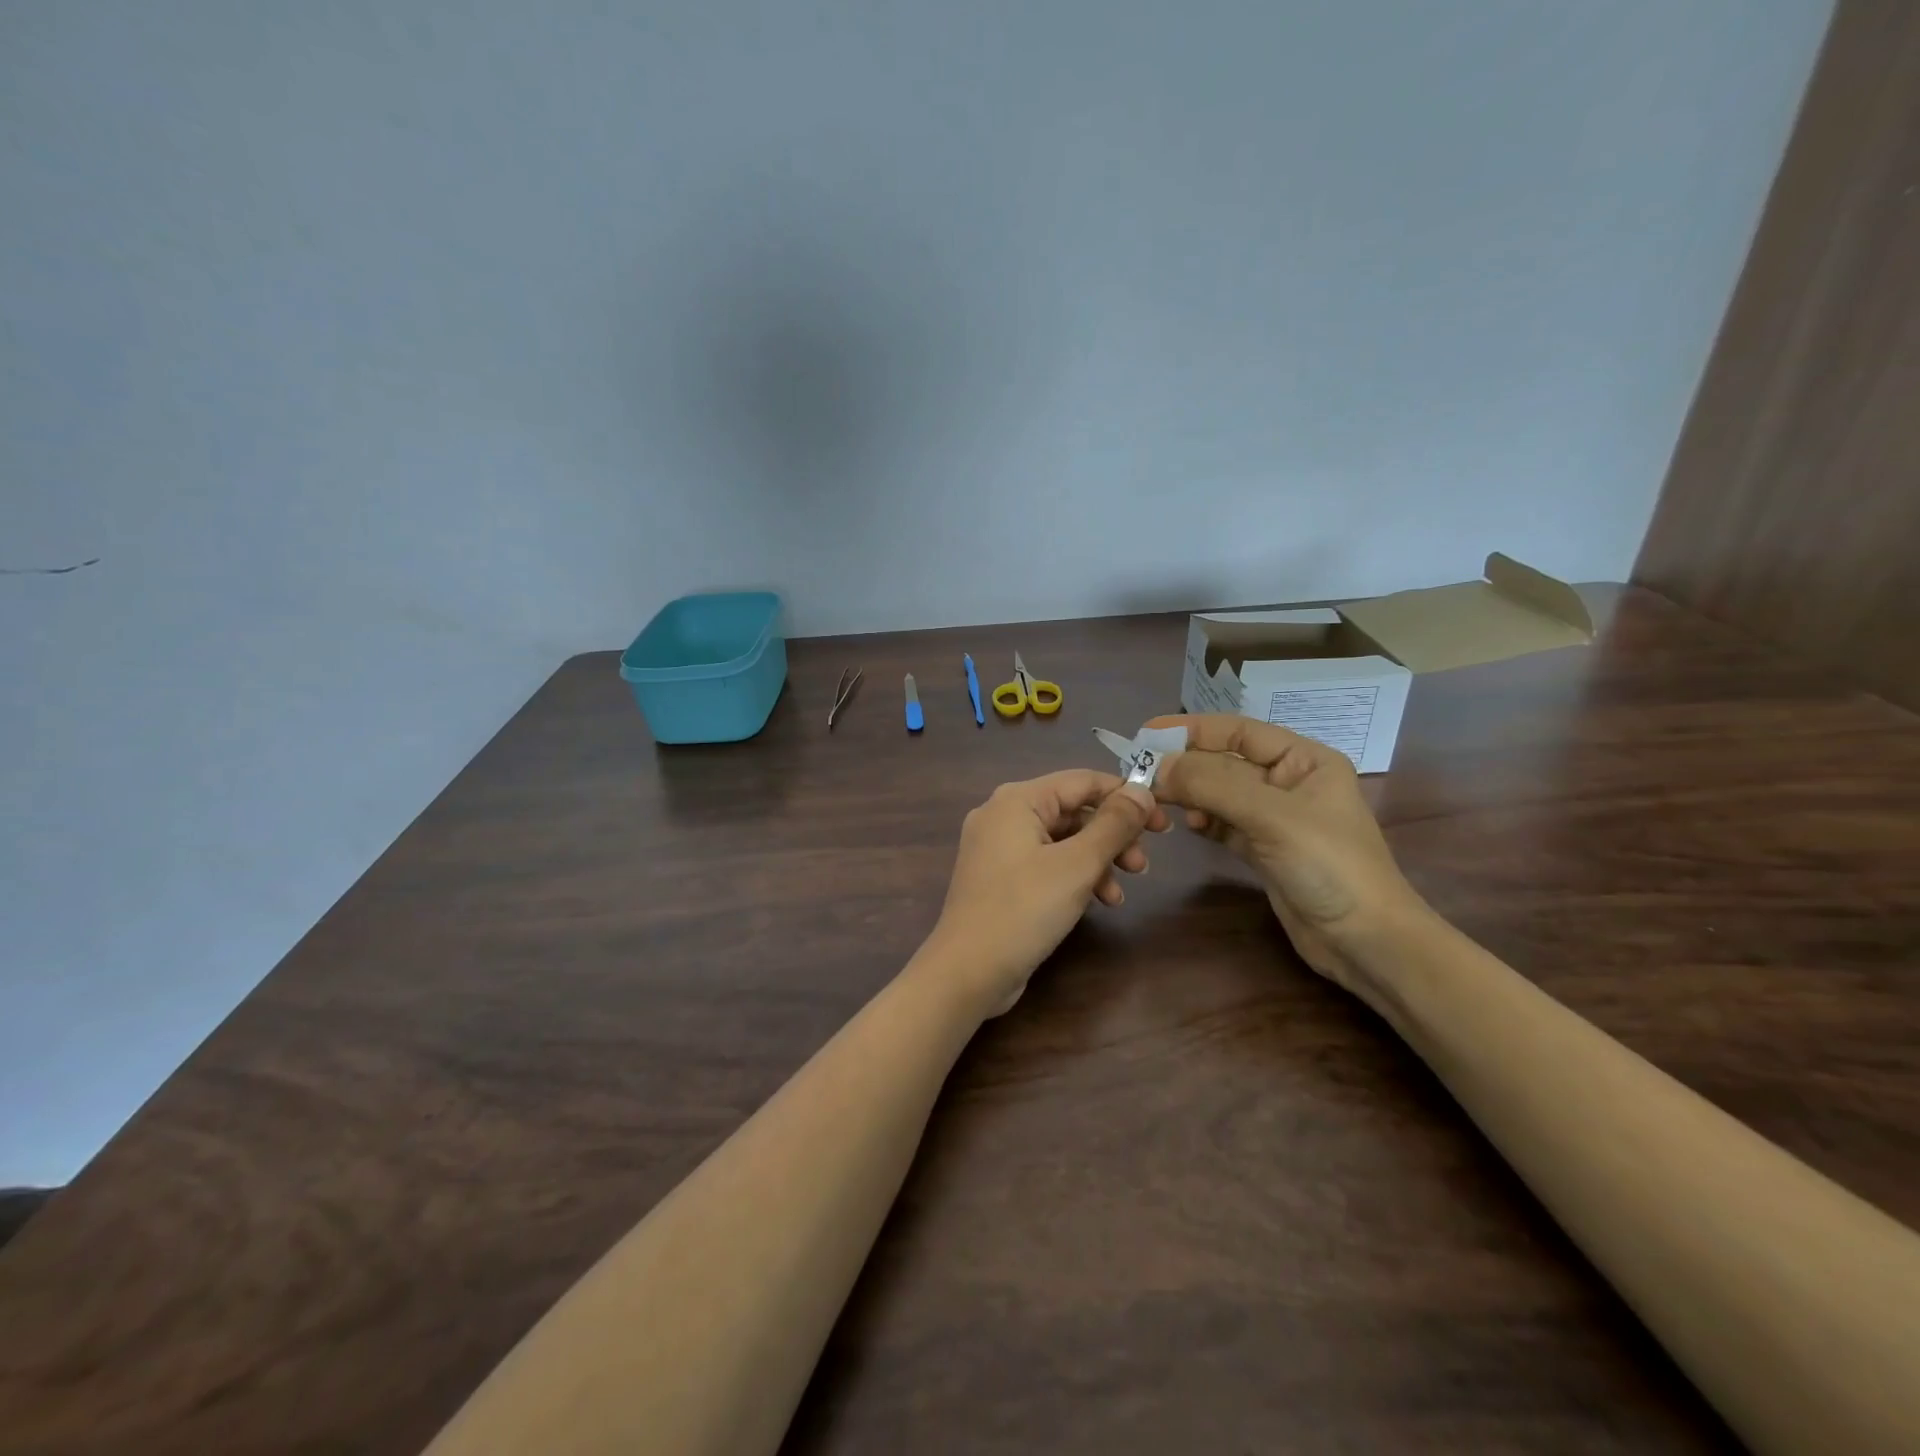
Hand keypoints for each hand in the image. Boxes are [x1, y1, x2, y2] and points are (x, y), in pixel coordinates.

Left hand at [926, 770, 1167, 1015]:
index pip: (1082, 781)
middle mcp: (1003, 815)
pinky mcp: (1000, 879)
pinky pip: (1046, 864)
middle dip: (1113, 837)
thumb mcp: (1077, 865)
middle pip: (1073, 812)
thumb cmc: (1024, 910)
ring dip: (1098, 861)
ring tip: (1122, 893)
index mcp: (1017, 800)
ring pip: (1062, 841)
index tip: (1162, 822)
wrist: (967, 971)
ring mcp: (998, 849)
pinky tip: (1099, 902)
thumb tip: (1143, 790)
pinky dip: (1074, 877)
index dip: (1126, 797)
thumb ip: (1114, 824)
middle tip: (1144, 864)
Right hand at [1147, 714, 1428, 997]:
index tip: (1147, 733)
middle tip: (1141, 774)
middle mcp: (1290, 782)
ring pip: (1221, 795)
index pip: (1240, 731)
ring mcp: (1276, 819)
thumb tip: (1156, 766)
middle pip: (1226, 763)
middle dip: (1186, 766)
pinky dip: (1203, 821)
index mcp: (1305, 760)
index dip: (1193, 729)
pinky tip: (1186, 825)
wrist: (1366, 942)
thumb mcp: (1271, 816)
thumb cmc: (1329, 865)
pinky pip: (1224, 824)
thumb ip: (1212, 785)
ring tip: (1158, 802)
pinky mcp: (1264, 850)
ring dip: (1191, 795)